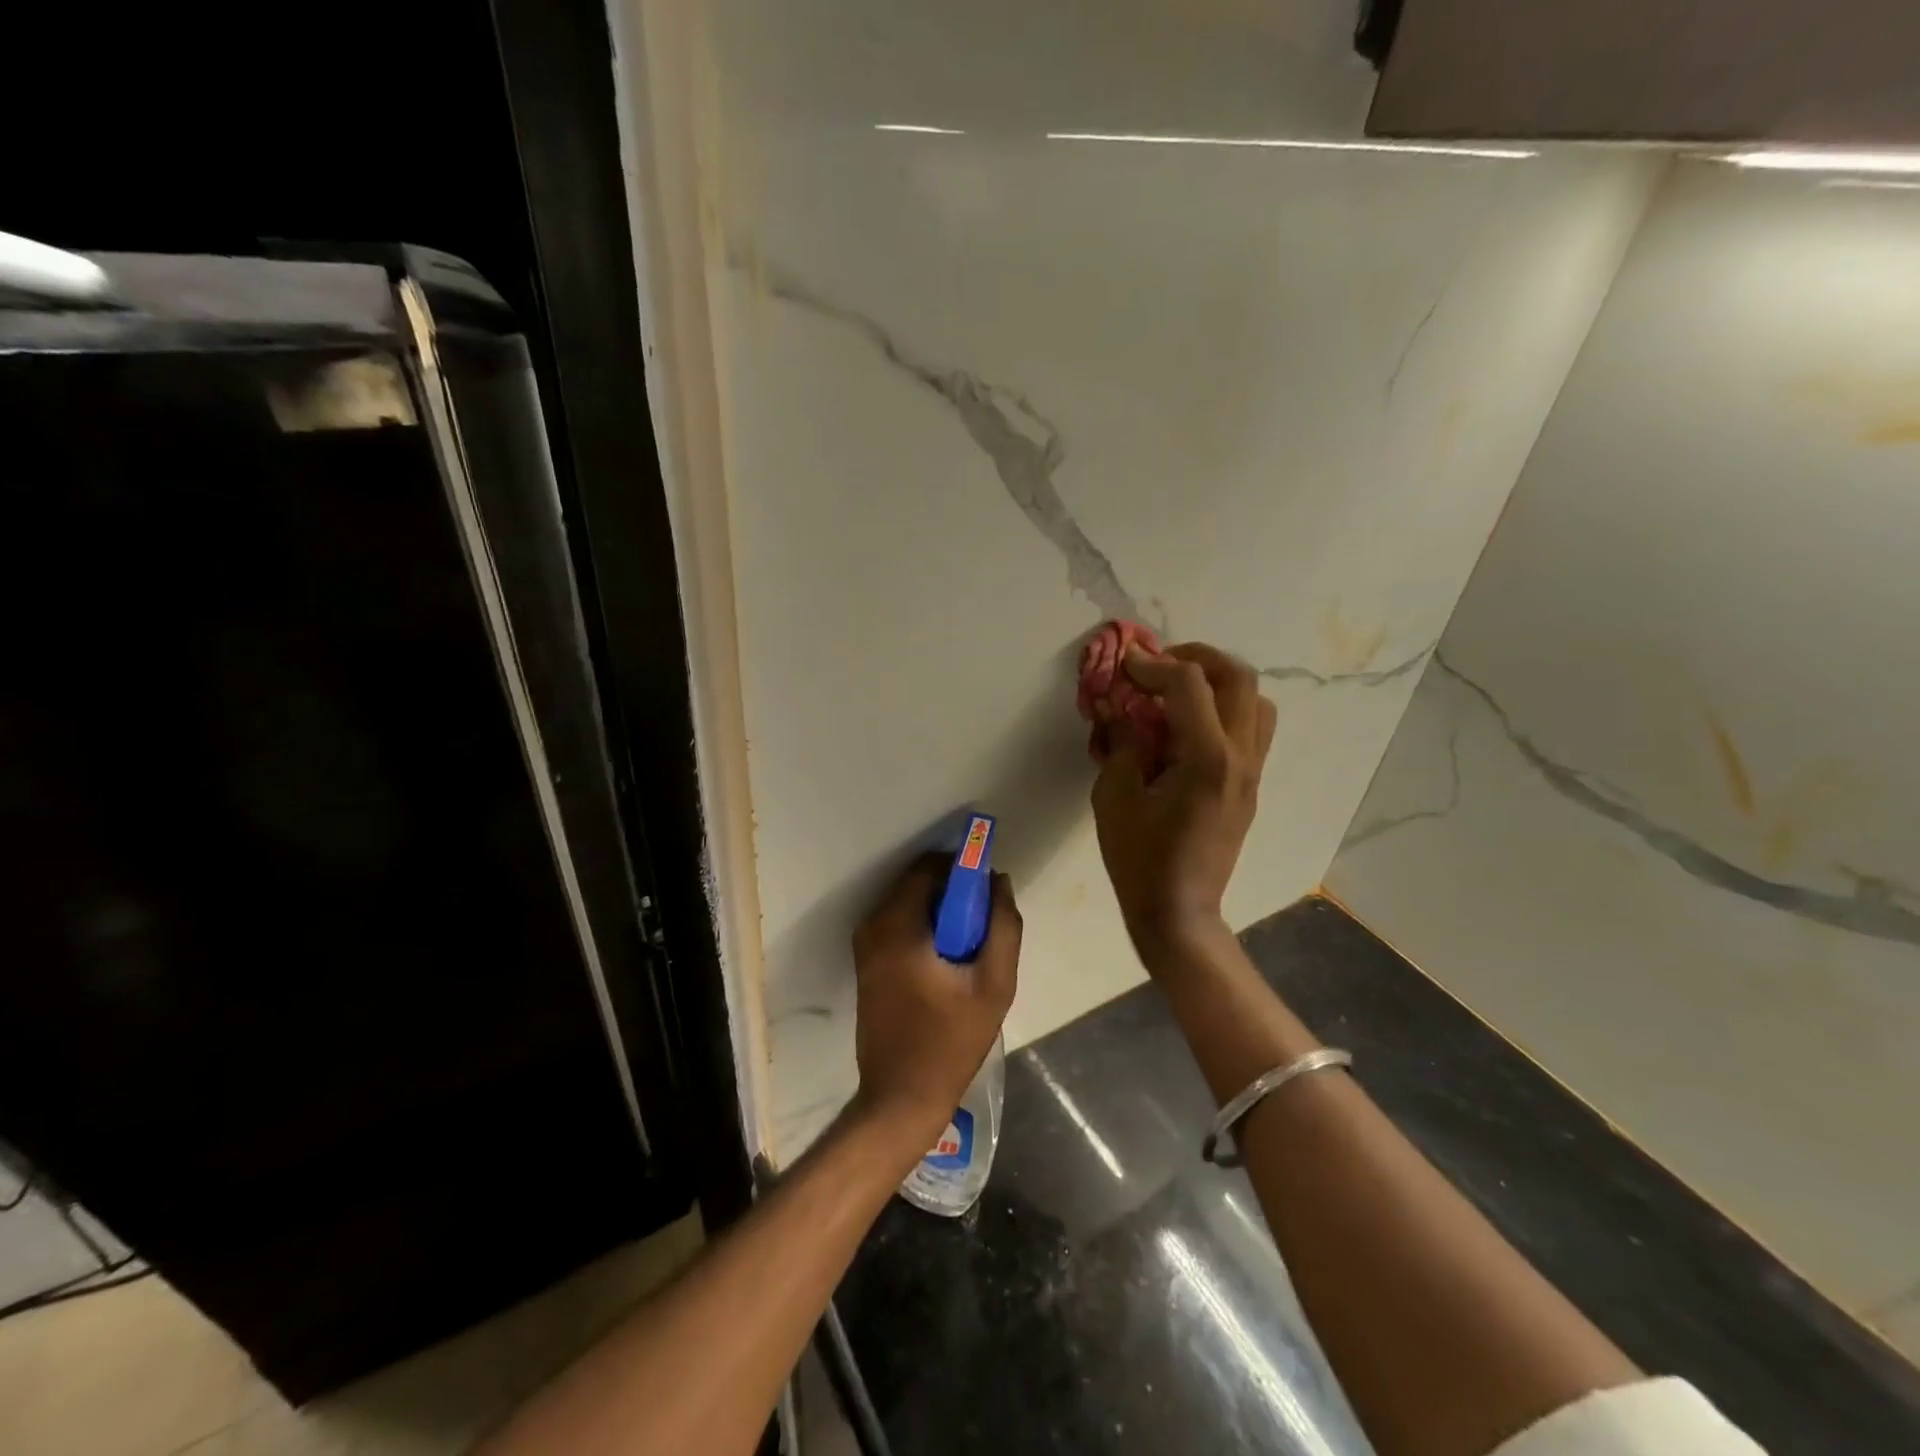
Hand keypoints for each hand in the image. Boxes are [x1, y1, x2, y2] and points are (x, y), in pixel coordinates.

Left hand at [850, 854, 1021, 1142]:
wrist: (901, 1096)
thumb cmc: (951, 1040)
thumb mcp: (994, 984)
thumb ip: (1003, 926)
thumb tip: (998, 882)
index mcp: (898, 925)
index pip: (929, 868)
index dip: (962, 868)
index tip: (988, 888)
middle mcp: (873, 926)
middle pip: (916, 883)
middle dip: (952, 890)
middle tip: (983, 921)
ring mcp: (865, 945)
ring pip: (908, 902)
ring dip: (939, 910)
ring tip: (969, 945)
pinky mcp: (866, 962)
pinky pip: (898, 923)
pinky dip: (924, 926)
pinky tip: (947, 960)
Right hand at [1091, 642, 1275, 959]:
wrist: (1179, 912)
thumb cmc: (1140, 859)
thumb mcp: (1114, 798)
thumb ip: (1119, 744)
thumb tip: (1118, 708)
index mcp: (1207, 759)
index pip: (1188, 683)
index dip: (1152, 664)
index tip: (1124, 664)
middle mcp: (1241, 757)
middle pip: (1238, 677)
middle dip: (1196, 658)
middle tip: (1158, 665)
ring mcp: (1252, 771)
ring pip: (1255, 700)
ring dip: (1218, 682)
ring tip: (1178, 692)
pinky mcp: (1250, 784)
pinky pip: (1251, 728)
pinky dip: (1224, 710)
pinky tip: (1187, 728)